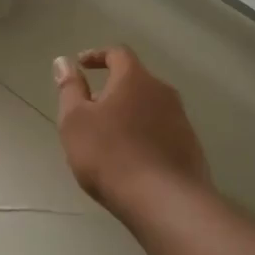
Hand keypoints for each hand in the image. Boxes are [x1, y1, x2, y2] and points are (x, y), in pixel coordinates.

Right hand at [54, 46, 209, 213]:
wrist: (166, 201)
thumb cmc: (110, 155)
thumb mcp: (75, 121)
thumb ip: (70, 89)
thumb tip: (64, 61)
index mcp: (135, 79)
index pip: (117, 53)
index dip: (97, 55)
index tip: (80, 65)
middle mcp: (162, 92)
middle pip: (135, 80)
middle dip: (111, 89)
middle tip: (90, 108)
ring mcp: (181, 120)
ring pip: (149, 107)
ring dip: (128, 114)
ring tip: (108, 138)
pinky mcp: (190, 147)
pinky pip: (161, 131)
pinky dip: (143, 135)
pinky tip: (131, 159)